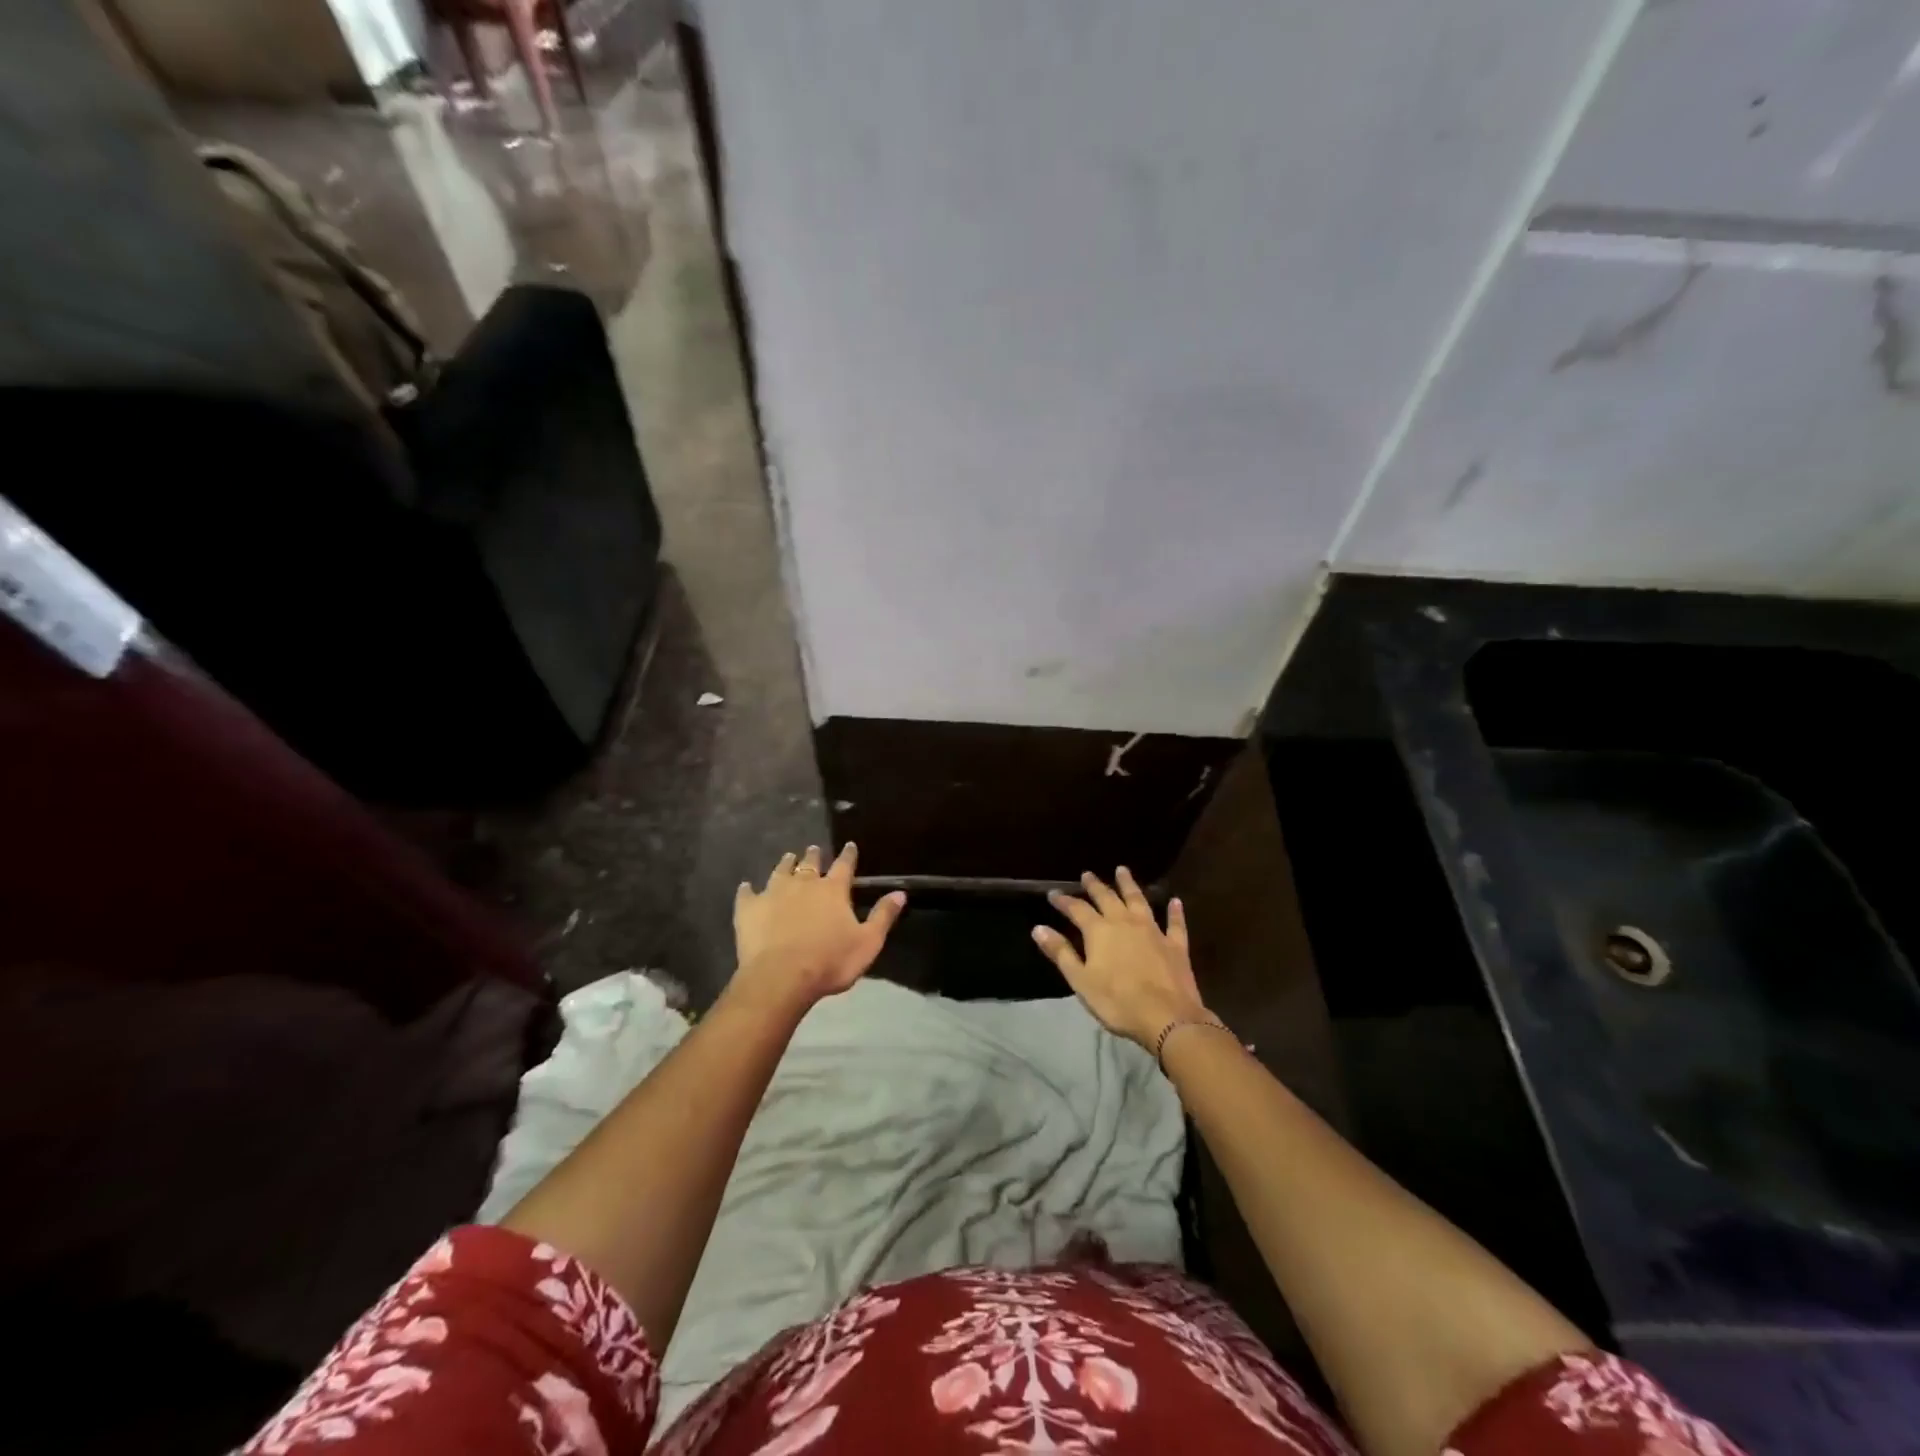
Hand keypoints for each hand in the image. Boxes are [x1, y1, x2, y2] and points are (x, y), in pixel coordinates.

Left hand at [732, 843, 905, 1005]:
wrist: (781, 977)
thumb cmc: (829, 962)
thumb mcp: (868, 942)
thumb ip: (883, 916)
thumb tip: (900, 892)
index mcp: (833, 890)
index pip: (844, 865)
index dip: (848, 855)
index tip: (850, 845)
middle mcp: (804, 883)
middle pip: (810, 864)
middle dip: (814, 856)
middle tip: (814, 849)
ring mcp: (773, 893)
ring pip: (781, 871)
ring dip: (786, 863)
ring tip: (789, 857)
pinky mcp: (749, 908)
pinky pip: (748, 893)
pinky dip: (748, 889)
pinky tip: (747, 887)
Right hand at [1033, 868, 1210, 1049]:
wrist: (1166, 1017)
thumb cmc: (1117, 1001)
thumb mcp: (1080, 980)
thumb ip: (1061, 952)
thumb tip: (1038, 928)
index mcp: (1099, 931)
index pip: (1077, 909)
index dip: (1064, 900)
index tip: (1053, 893)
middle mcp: (1125, 922)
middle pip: (1107, 898)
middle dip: (1095, 886)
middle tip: (1087, 874)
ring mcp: (1153, 931)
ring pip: (1139, 900)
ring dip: (1129, 884)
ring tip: (1122, 870)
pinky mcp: (1175, 945)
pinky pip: (1175, 923)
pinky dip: (1174, 911)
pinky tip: (1175, 901)